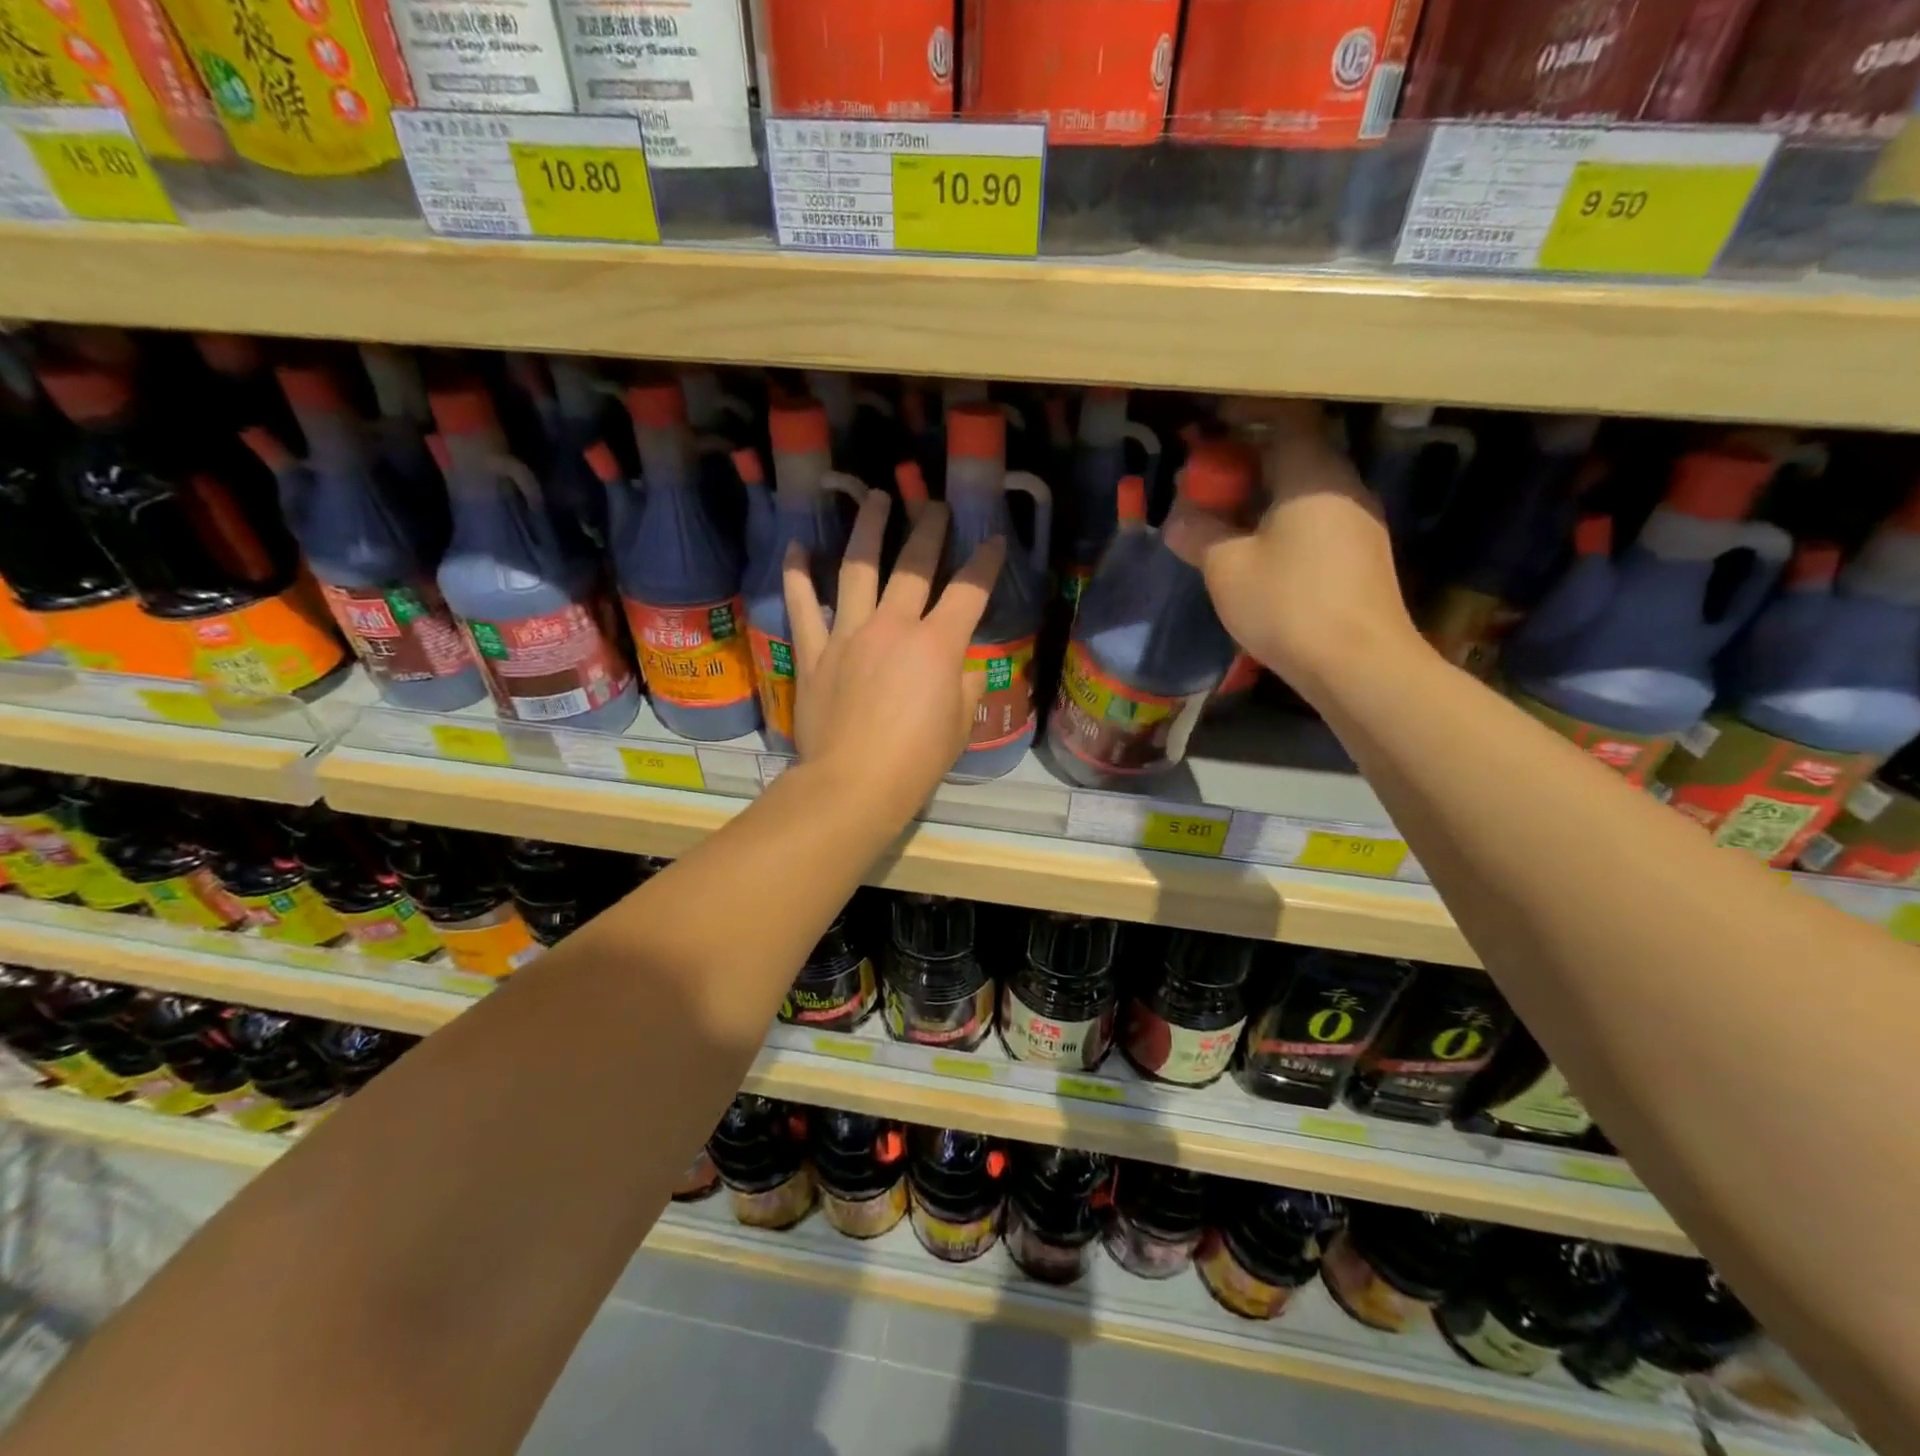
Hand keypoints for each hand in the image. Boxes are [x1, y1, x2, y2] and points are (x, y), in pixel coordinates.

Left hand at [784, 493, 1005, 825]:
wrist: (853, 783)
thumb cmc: (916, 760)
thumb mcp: (960, 725)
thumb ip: (964, 686)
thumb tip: (962, 668)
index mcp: (936, 644)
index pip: (969, 591)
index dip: (984, 562)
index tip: (992, 538)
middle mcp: (893, 626)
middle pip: (913, 566)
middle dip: (928, 530)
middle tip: (933, 505)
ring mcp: (848, 634)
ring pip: (858, 569)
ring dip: (868, 529)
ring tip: (874, 499)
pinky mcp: (814, 652)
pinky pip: (802, 606)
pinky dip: (798, 576)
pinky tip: (798, 547)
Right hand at [1194, 399, 1422, 697]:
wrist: (1358, 664)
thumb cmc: (1287, 604)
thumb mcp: (1226, 567)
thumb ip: (1198, 533)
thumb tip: (1178, 519)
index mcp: (1313, 474)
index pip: (1284, 418)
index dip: (1244, 418)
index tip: (1209, 428)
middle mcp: (1344, 486)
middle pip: (1293, 455)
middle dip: (1245, 464)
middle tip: (1204, 484)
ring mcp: (1359, 523)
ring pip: (1304, 491)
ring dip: (1262, 498)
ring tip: (1222, 521)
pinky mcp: (1362, 557)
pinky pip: (1315, 521)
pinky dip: (1282, 522)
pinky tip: (1257, 554)